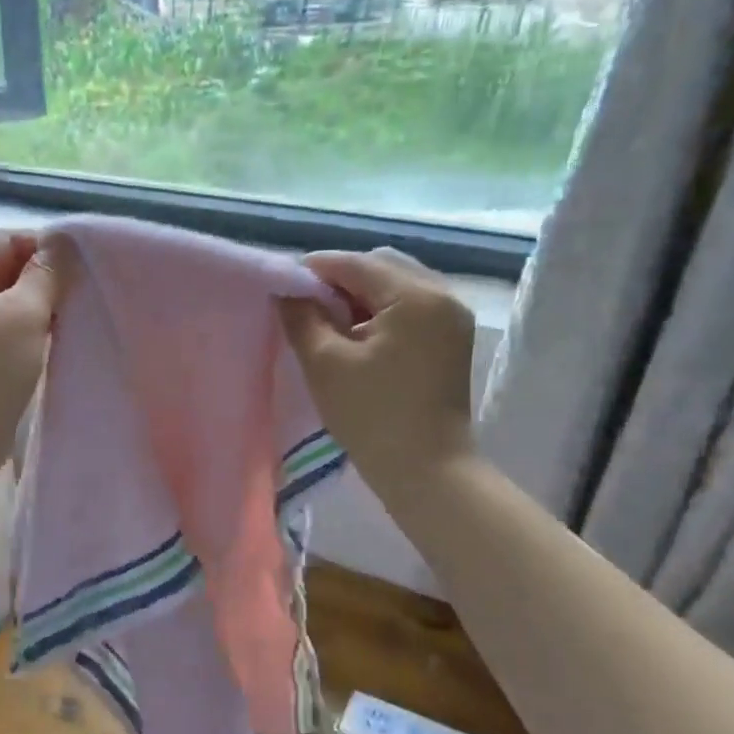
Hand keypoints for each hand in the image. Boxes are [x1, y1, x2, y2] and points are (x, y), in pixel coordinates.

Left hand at [0, 231, 58, 467]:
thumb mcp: (26, 313)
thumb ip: (46, 273)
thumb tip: (62, 246)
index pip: (2, 240)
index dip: (42, 248)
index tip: (77, 270)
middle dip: (36, 279)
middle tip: (73, 297)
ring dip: (27, 306)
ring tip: (60, 321)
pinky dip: (13, 329)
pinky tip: (38, 343)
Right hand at [279, 249, 476, 519]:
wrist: (426, 470)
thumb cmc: (372, 416)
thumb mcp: (325, 364)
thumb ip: (302, 318)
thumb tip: (287, 291)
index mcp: (415, 296)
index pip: (357, 263)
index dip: (315, 269)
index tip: (282, 283)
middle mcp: (442, 295)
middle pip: (382, 265)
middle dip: (340, 278)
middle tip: (304, 303)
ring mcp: (452, 317)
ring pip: (397, 285)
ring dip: (360, 294)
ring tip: (327, 320)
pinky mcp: (451, 339)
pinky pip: (411, 306)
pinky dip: (380, 310)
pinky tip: (356, 334)